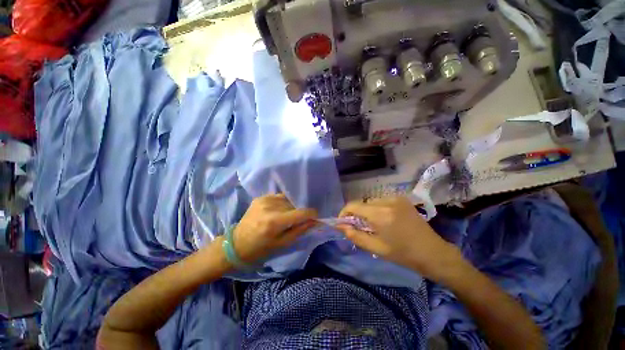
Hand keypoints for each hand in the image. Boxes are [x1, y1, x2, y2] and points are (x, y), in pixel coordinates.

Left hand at [232, 194, 317, 263]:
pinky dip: (282, 203)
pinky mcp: (260, 197)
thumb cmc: (261, 248)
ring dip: (290, 207)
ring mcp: (264, 200)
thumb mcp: (283, 244)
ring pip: (287, 200)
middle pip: (294, 205)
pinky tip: (276, 211)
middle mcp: (270, 207)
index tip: (314, 218)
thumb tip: (315, 221)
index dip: (311, 214)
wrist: (237, 244)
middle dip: (299, 213)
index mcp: (275, 222)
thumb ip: (300, 230)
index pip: (301, 213)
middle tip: (295, 222)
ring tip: (285, 217)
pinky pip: (279, 197)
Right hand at [336, 197, 461, 279]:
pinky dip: (377, 209)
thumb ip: (355, 235)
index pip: (353, 206)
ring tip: (372, 225)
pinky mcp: (401, 199)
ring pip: (371, 202)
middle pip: (362, 203)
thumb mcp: (376, 248)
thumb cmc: (404, 254)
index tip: (342, 223)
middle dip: (356, 214)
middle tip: (358, 227)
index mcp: (381, 214)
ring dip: (367, 211)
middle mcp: (387, 201)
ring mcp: (396, 198)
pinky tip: (383, 220)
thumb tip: (340, 226)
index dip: (344, 213)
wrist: (434, 253)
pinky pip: (381, 201)